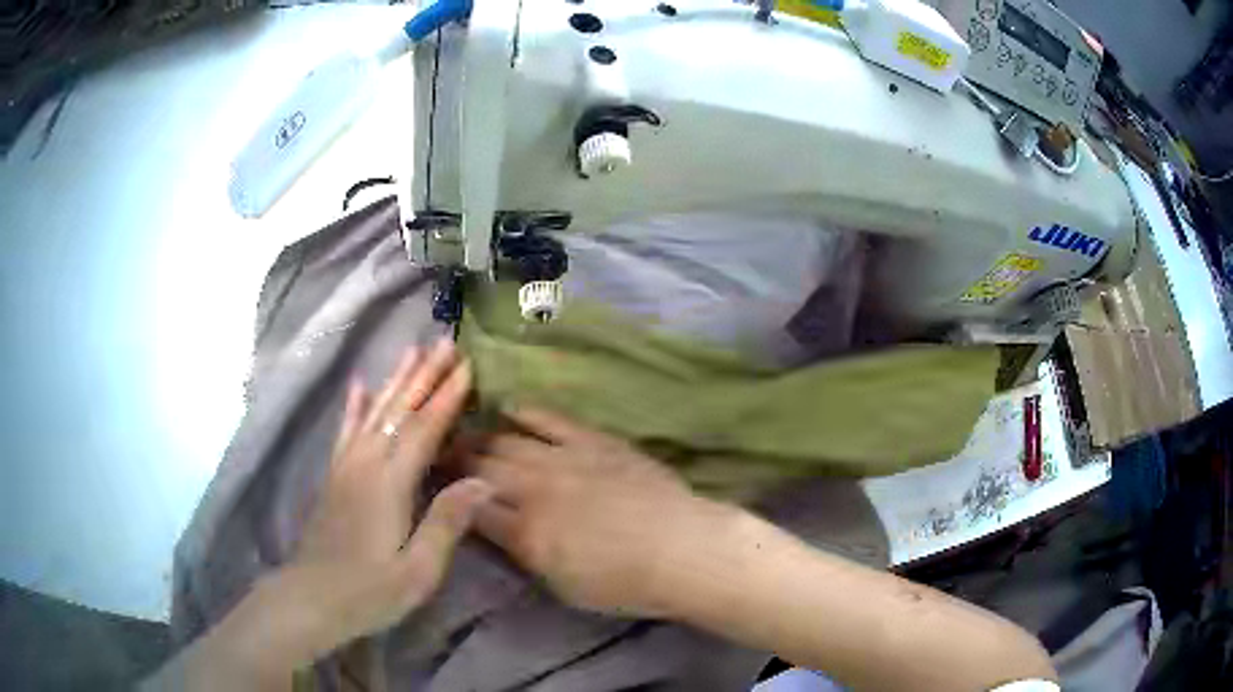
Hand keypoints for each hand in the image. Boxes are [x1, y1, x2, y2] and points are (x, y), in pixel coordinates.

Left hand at [199, 341, 491, 685]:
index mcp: (390, 483)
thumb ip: (447, 522)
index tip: (467, 367)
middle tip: (445, 342)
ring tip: (411, 350)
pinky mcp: (334, 476)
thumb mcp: (419, 570)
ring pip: (374, 412)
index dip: (446, 397)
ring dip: (395, 380)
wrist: (312, 597)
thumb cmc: (370, 591)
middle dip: (424, 375)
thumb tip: (484, 480)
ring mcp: (346, 467)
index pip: (423, 429)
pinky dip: (355, 405)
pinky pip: (346, 431)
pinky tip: (360, 385)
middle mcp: (366, 464)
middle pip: (398, 410)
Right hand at [460, 408, 734, 618]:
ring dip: (482, 438)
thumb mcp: (562, 585)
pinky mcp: (593, 441)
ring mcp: (564, 459)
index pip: (473, 508)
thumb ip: (525, 553)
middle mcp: (535, 490)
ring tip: (465, 433)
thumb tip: (498, 529)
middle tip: (441, 454)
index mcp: (525, 533)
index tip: (435, 485)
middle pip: (483, 469)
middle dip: (457, 462)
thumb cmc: (624, 583)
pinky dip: (527, 413)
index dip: (450, 495)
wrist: (681, 549)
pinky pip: (551, 420)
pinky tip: (509, 407)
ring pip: (509, 442)